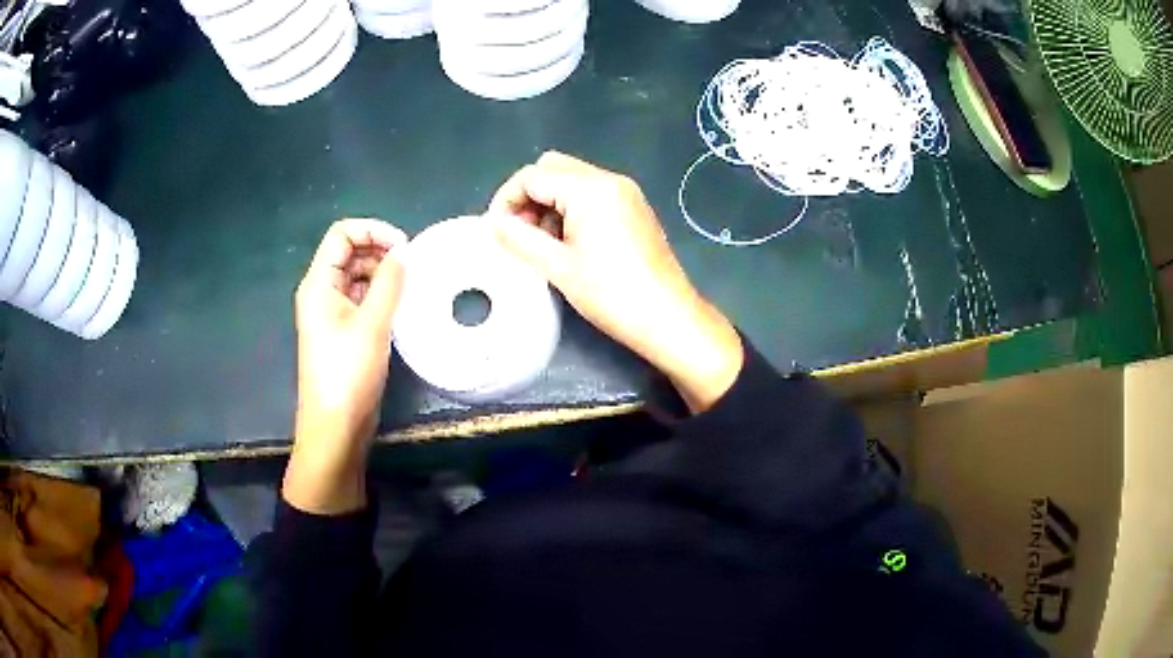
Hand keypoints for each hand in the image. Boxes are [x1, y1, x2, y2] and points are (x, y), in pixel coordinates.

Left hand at [285, 218, 406, 514]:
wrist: (335, 427)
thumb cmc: (348, 374)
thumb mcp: (372, 325)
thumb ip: (389, 282)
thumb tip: (404, 251)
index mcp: (319, 283)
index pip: (342, 234)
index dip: (373, 230)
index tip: (405, 247)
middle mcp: (321, 292)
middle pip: (349, 252)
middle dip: (380, 250)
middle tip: (413, 266)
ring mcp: (331, 313)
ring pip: (357, 276)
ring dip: (382, 274)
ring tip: (411, 285)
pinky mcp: (342, 331)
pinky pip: (361, 299)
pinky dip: (380, 295)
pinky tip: (401, 305)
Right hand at [489, 151, 743, 412]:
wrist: (668, 316)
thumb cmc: (611, 294)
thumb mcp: (558, 267)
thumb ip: (520, 238)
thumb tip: (494, 223)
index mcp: (590, 189)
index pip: (533, 176)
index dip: (507, 199)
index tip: (497, 230)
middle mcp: (609, 180)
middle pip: (553, 168)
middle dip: (528, 195)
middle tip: (520, 233)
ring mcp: (625, 192)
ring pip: (572, 180)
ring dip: (549, 202)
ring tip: (542, 243)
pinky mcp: (633, 207)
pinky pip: (591, 193)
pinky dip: (570, 208)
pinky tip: (568, 242)